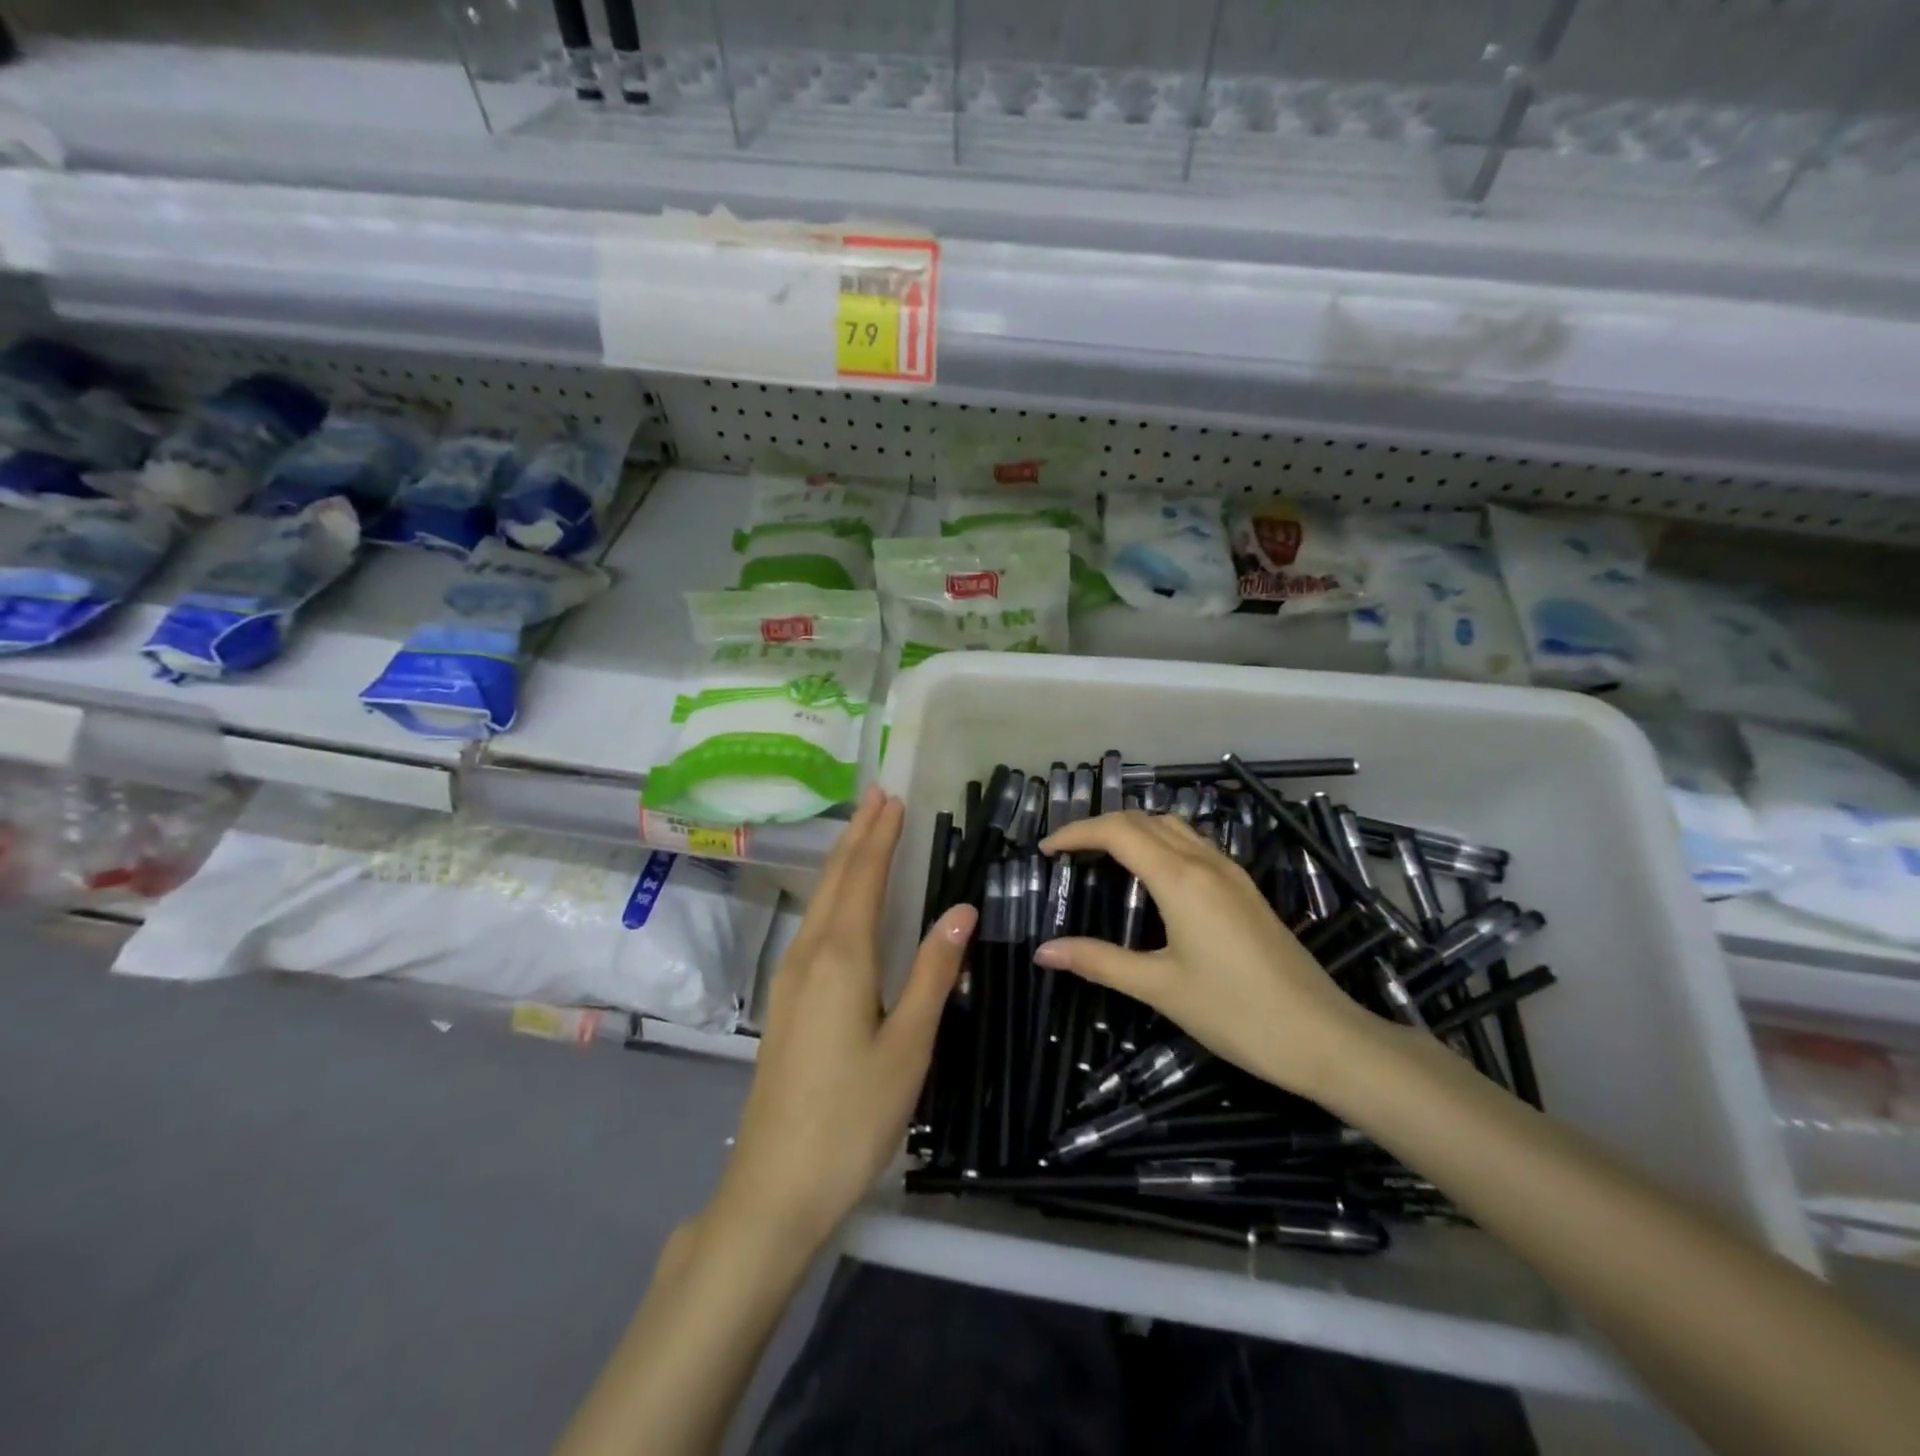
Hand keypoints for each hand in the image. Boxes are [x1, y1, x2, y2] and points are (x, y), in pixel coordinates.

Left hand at [713, 787, 976, 1248]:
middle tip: (877, 795)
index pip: (864, 878)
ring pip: (819, 901)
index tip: (894, 798)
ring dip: (843, 860)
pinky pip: (812, 925)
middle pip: (835, 880)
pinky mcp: (784, 1001)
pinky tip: (840, 900)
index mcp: (840, 957)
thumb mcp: (908, 1044)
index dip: (880, 836)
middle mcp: (808, 954)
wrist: (775, 1185)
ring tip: (863, 831)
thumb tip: (961, 908)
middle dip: (858, 835)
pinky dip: (832, 894)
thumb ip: (932, 971)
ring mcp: (789, 978)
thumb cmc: (853, 1115)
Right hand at [1036, 811, 1380, 1102]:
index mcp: (1180, 879)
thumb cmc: (1237, 1013)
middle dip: (1099, 826)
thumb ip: (1099, 962)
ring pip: (1173, 826)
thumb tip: (1043, 951)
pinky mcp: (1246, 890)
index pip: (1117, 832)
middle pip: (1143, 820)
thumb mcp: (1160, 988)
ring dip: (1133, 829)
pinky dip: (1161, 842)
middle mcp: (1206, 863)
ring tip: (1102, 856)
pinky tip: (1153, 875)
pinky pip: (1194, 844)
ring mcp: (1231, 873)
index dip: (1076, 833)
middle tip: (1067, 853)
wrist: (1324, 1037)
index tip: (1046, 850)